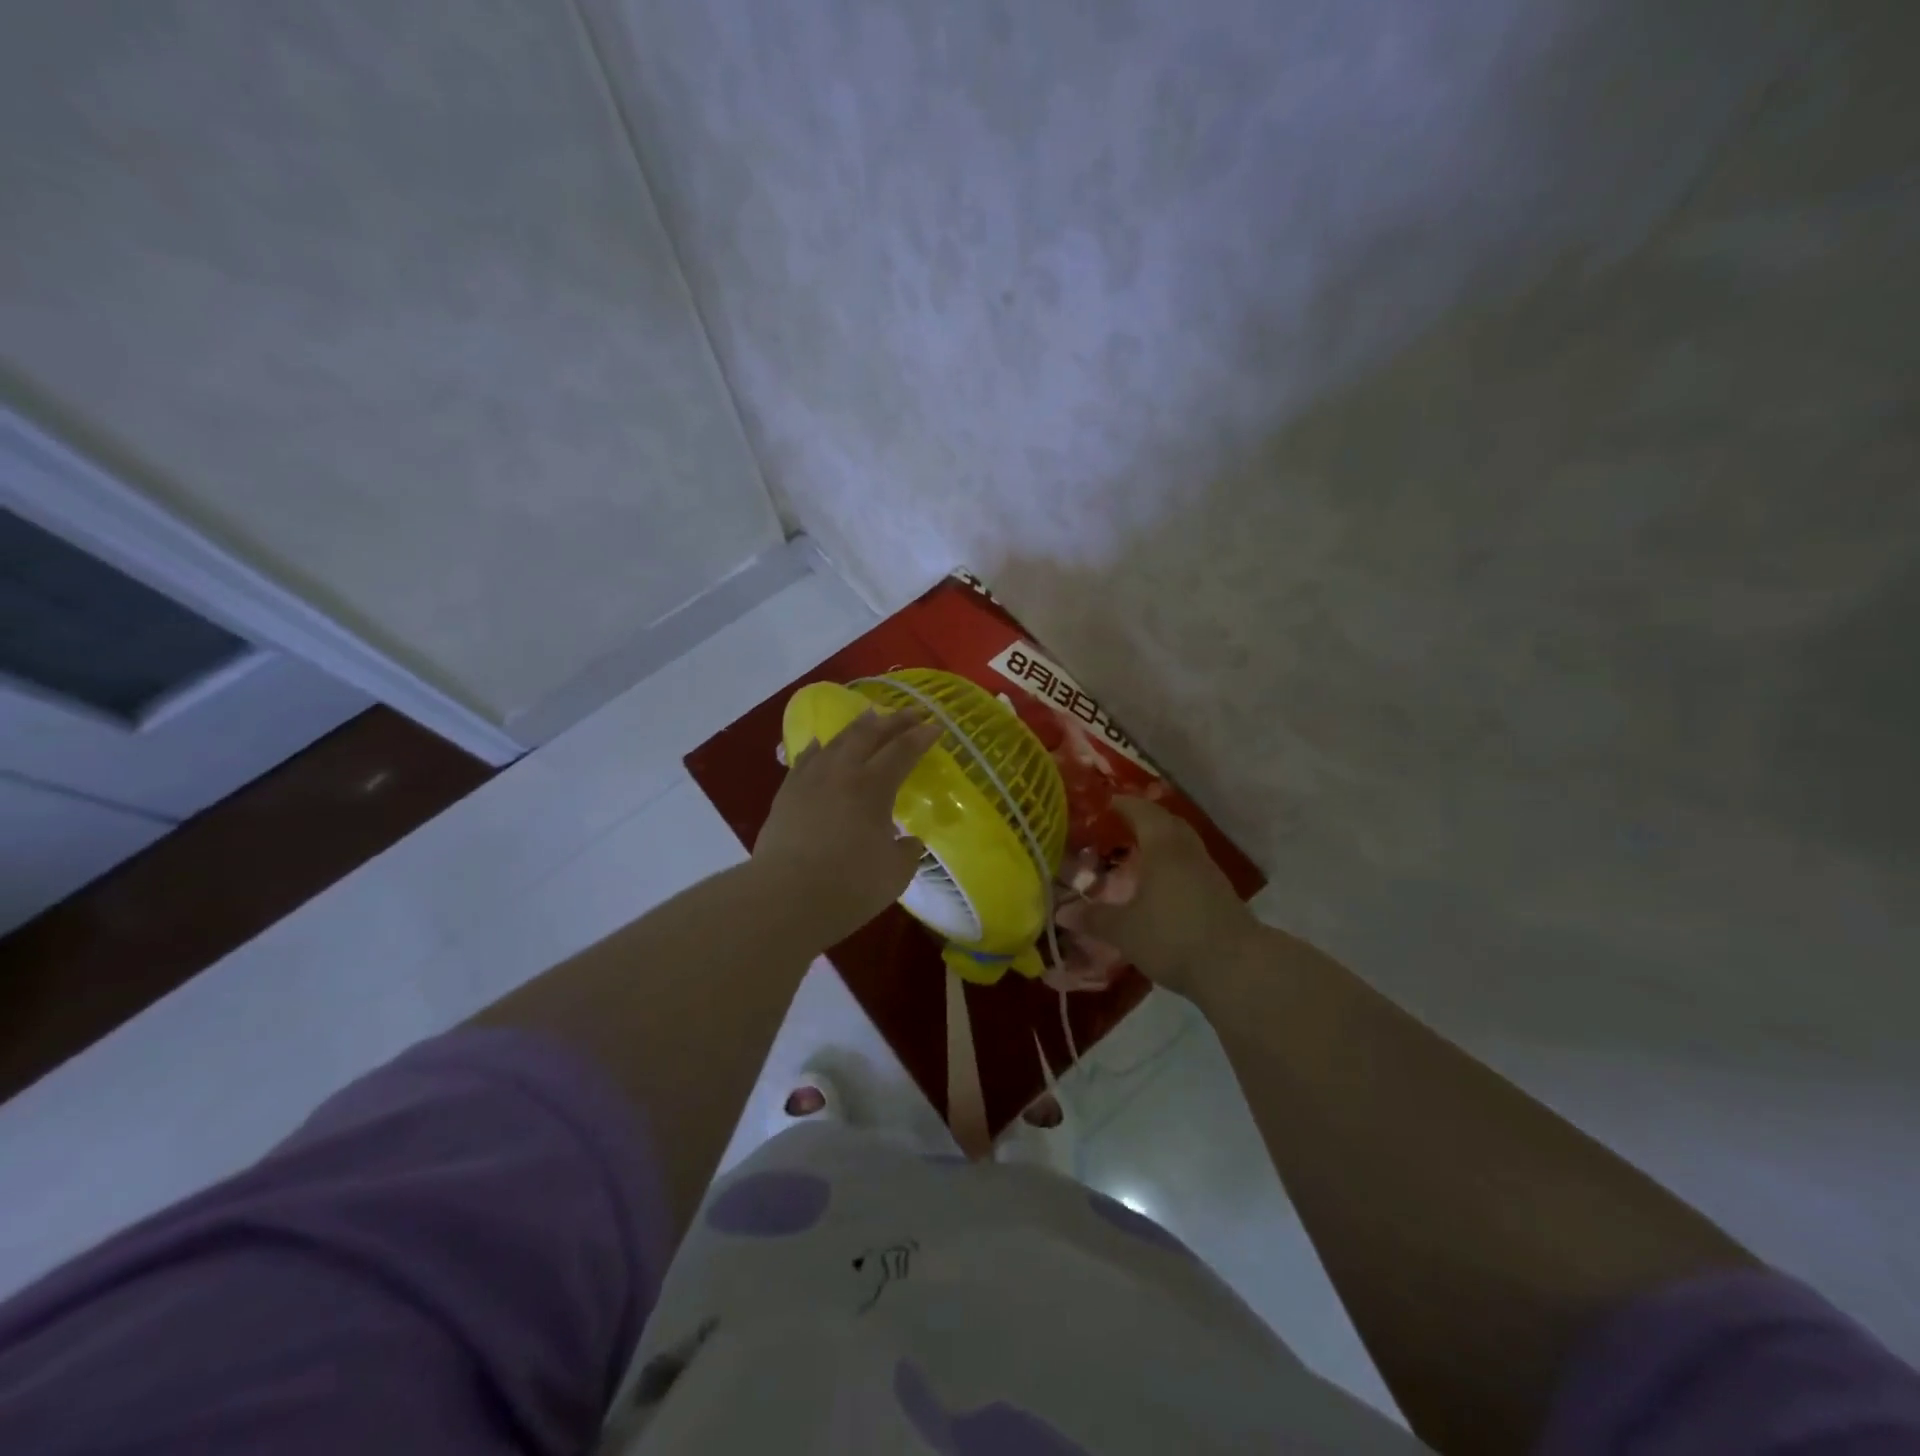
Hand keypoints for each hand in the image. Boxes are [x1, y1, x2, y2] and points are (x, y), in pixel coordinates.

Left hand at [752, 708, 942, 944]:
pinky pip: (805, 760)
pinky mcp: (786, 795)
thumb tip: (909, 841)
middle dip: (892, 720)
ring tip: (868, 718)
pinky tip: (819, 744)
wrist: (786, 897)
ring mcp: (809, 780)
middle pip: (869, 735)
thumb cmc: (850, 886)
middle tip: (909, 713)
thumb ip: (907, 852)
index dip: (921, 737)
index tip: (935, 727)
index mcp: (873, 787)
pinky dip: (817, 748)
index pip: (902, 751)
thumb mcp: (895, 873)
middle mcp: (841, 773)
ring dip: (857, 728)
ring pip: (835, 741)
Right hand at [1055, 797, 1262, 996]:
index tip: (1104, 803)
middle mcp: (1187, 851)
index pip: (1141, 811)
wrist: (1236, 967)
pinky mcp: (1220, 894)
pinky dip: (1171, 864)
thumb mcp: (1124, 930)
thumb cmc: (1173, 936)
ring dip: (1159, 842)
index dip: (1122, 804)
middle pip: (1166, 822)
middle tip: (1118, 825)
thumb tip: (1062, 911)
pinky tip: (1158, 884)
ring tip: (1135, 853)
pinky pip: (1190, 865)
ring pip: (1181, 844)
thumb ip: (1094, 918)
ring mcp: (1208, 872)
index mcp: (1163, 846)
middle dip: (1143, 819)